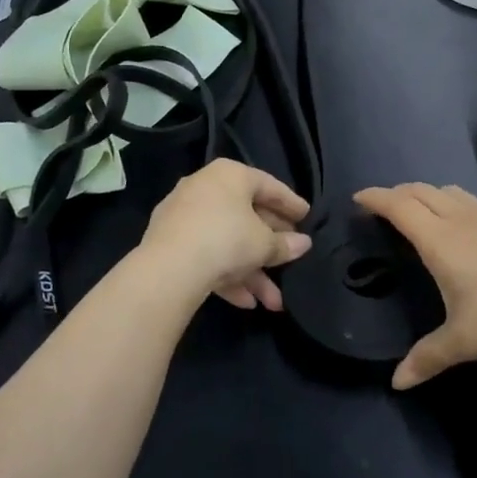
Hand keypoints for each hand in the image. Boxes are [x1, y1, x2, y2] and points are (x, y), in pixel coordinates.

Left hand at [139, 159, 312, 311]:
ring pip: (227, 241)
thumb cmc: (226, 239)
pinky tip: (246, 302)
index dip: (290, 203)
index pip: (268, 185)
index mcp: (229, 175)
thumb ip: (285, 244)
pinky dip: (227, 275)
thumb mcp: (264, 244)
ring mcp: (183, 215)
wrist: (169, 268)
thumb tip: (303, 244)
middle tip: (292, 257)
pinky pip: (207, 254)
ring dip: (252, 272)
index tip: (307, 216)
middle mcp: (204, 188)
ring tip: (273, 302)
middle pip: (247, 215)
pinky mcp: (169, 243)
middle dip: (271, 246)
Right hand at [355, 183, 476, 388]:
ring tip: (418, 212)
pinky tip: (461, 230)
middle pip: (422, 191)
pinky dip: (451, 204)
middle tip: (382, 206)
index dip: (376, 198)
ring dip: (427, 194)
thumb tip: (397, 382)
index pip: (400, 206)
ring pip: (450, 192)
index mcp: (442, 240)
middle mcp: (463, 221)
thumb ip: (429, 357)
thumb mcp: (466, 340)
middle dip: (398, 192)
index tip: (358, 198)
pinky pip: (470, 204)